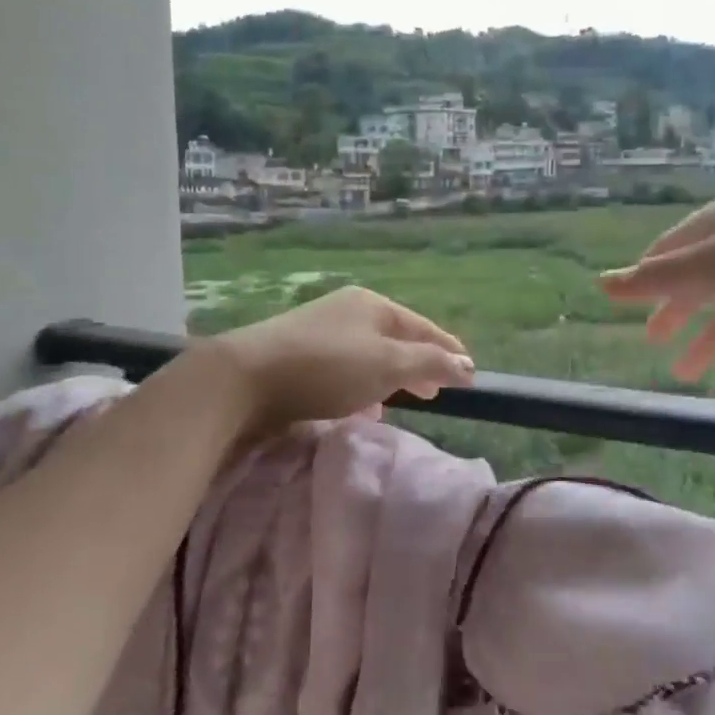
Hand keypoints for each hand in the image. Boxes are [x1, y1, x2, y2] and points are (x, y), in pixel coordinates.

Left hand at [203, 285, 474, 436]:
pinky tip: (361, 409)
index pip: (423, 326)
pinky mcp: (298, 355)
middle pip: (395, 338)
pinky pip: (344, 369)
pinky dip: (361, 386)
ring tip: (402, 402)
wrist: (245, 377)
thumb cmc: (326, 367)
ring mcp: (320, 331)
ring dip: (389, 378)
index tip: (469, 373)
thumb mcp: (387, 364)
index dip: (448, 349)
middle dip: (419, 364)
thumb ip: (429, 363)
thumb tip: (466, 364)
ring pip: (368, 355)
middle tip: (437, 390)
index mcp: (373, 305)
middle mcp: (348, 311)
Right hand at [600, 197, 714, 412]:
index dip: (650, 275)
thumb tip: (600, 284)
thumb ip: (655, 281)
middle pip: (701, 286)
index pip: (672, 252)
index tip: (630, 299)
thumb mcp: (711, 268)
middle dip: (677, 312)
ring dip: (709, 345)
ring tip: (683, 374)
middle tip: (654, 341)